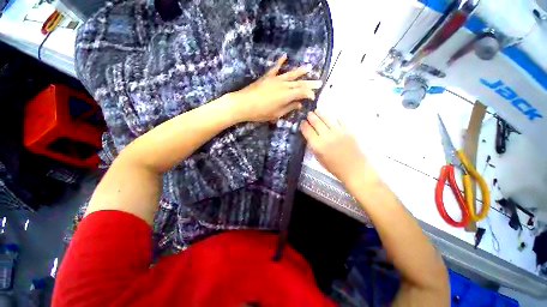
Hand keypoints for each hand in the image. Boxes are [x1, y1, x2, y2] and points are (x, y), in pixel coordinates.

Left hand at [229, 55, 322, 122]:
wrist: (244, 104)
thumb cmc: (261, 112)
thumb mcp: (276, 114)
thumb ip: (289, 108)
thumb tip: (299, 104)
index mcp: (286, 95)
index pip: (302, 93)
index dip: (309, 94)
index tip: (314, 97)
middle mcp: (283, 85)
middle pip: (299, 83)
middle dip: (310, 83)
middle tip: (319, 82)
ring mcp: (275, 80)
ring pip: (290, 74)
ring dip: (300, 71)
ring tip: (310, 67)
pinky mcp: (267, 77)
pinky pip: (275, 68)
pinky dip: (280, 62)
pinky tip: (285, 56)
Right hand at [301, 112, 370, 182]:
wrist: (354, 168)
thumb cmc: (334, 167)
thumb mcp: (319, 159)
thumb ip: (313, 146)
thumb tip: (310, 136)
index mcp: (317, 145)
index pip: (307, 130)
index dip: (303, 125)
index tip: (302, 122)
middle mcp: (326, 136)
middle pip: (316, 122)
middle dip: (311, 117)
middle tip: (309, 114)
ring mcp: (338, 131)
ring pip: (326, 118)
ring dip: (320, 114)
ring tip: (317, 111)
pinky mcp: (348, 130)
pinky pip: (338, 120)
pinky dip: (333, 118)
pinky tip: (331, 118)